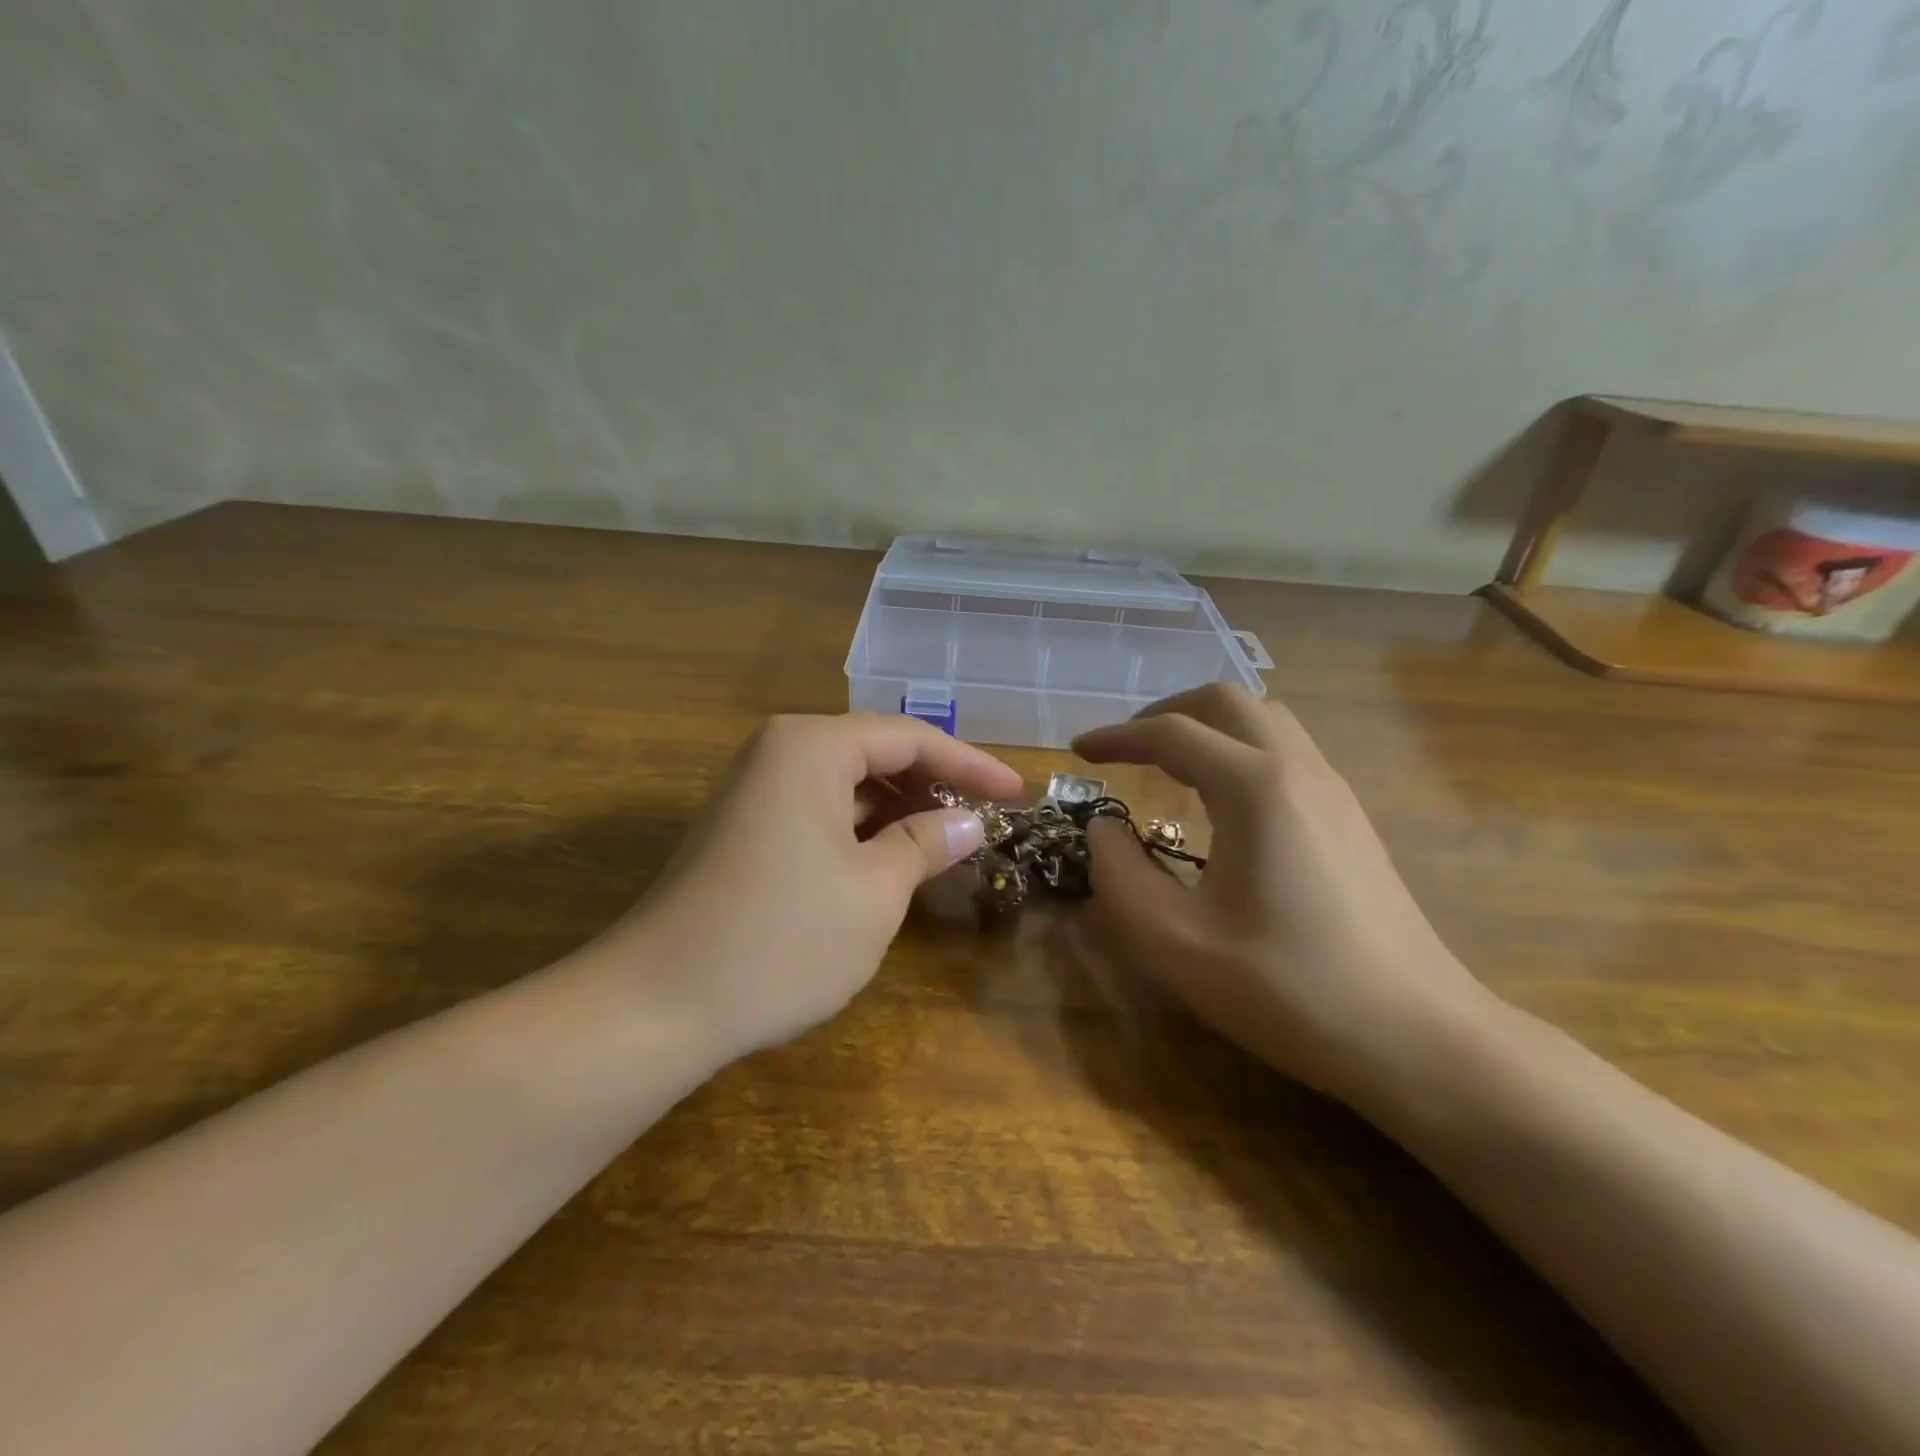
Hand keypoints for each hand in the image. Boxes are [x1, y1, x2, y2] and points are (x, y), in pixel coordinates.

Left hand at [589, 713, 1022, 1059]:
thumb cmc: (780, 939)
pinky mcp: (744, 830)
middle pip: (876, 753)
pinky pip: (820, 812)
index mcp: (811, 746)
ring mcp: (755, 791)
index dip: (971, 765)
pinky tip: (890, 862)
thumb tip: (969, 822)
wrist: (655, 1006)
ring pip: (848, 785)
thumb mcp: (874, 891)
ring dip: (899, 811)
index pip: (910, 738)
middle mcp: (780, 752)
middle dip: (933, 786)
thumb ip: (926, 844)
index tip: (1019, 793)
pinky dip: (862, 831)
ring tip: (946, 844)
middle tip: (985, 821)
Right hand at [1074, 684, 1491, 1107]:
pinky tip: (1225, 803)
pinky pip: (1289, 752)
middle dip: (1165, 712)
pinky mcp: (1352, 820)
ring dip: (1209, 727)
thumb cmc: (1286, 988)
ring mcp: (1335, 792)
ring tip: (1171, 765)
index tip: (1080, 752)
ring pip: (1265, 720)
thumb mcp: (1173, 940)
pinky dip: (1241, 751)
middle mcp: (1299, 770)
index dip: (1117, 737)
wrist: (1416, 1039)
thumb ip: (1119, 873)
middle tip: (1127, 748)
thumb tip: (1104, 827)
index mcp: (1255, 787)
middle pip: (1226, 701)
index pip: (1171, 733)